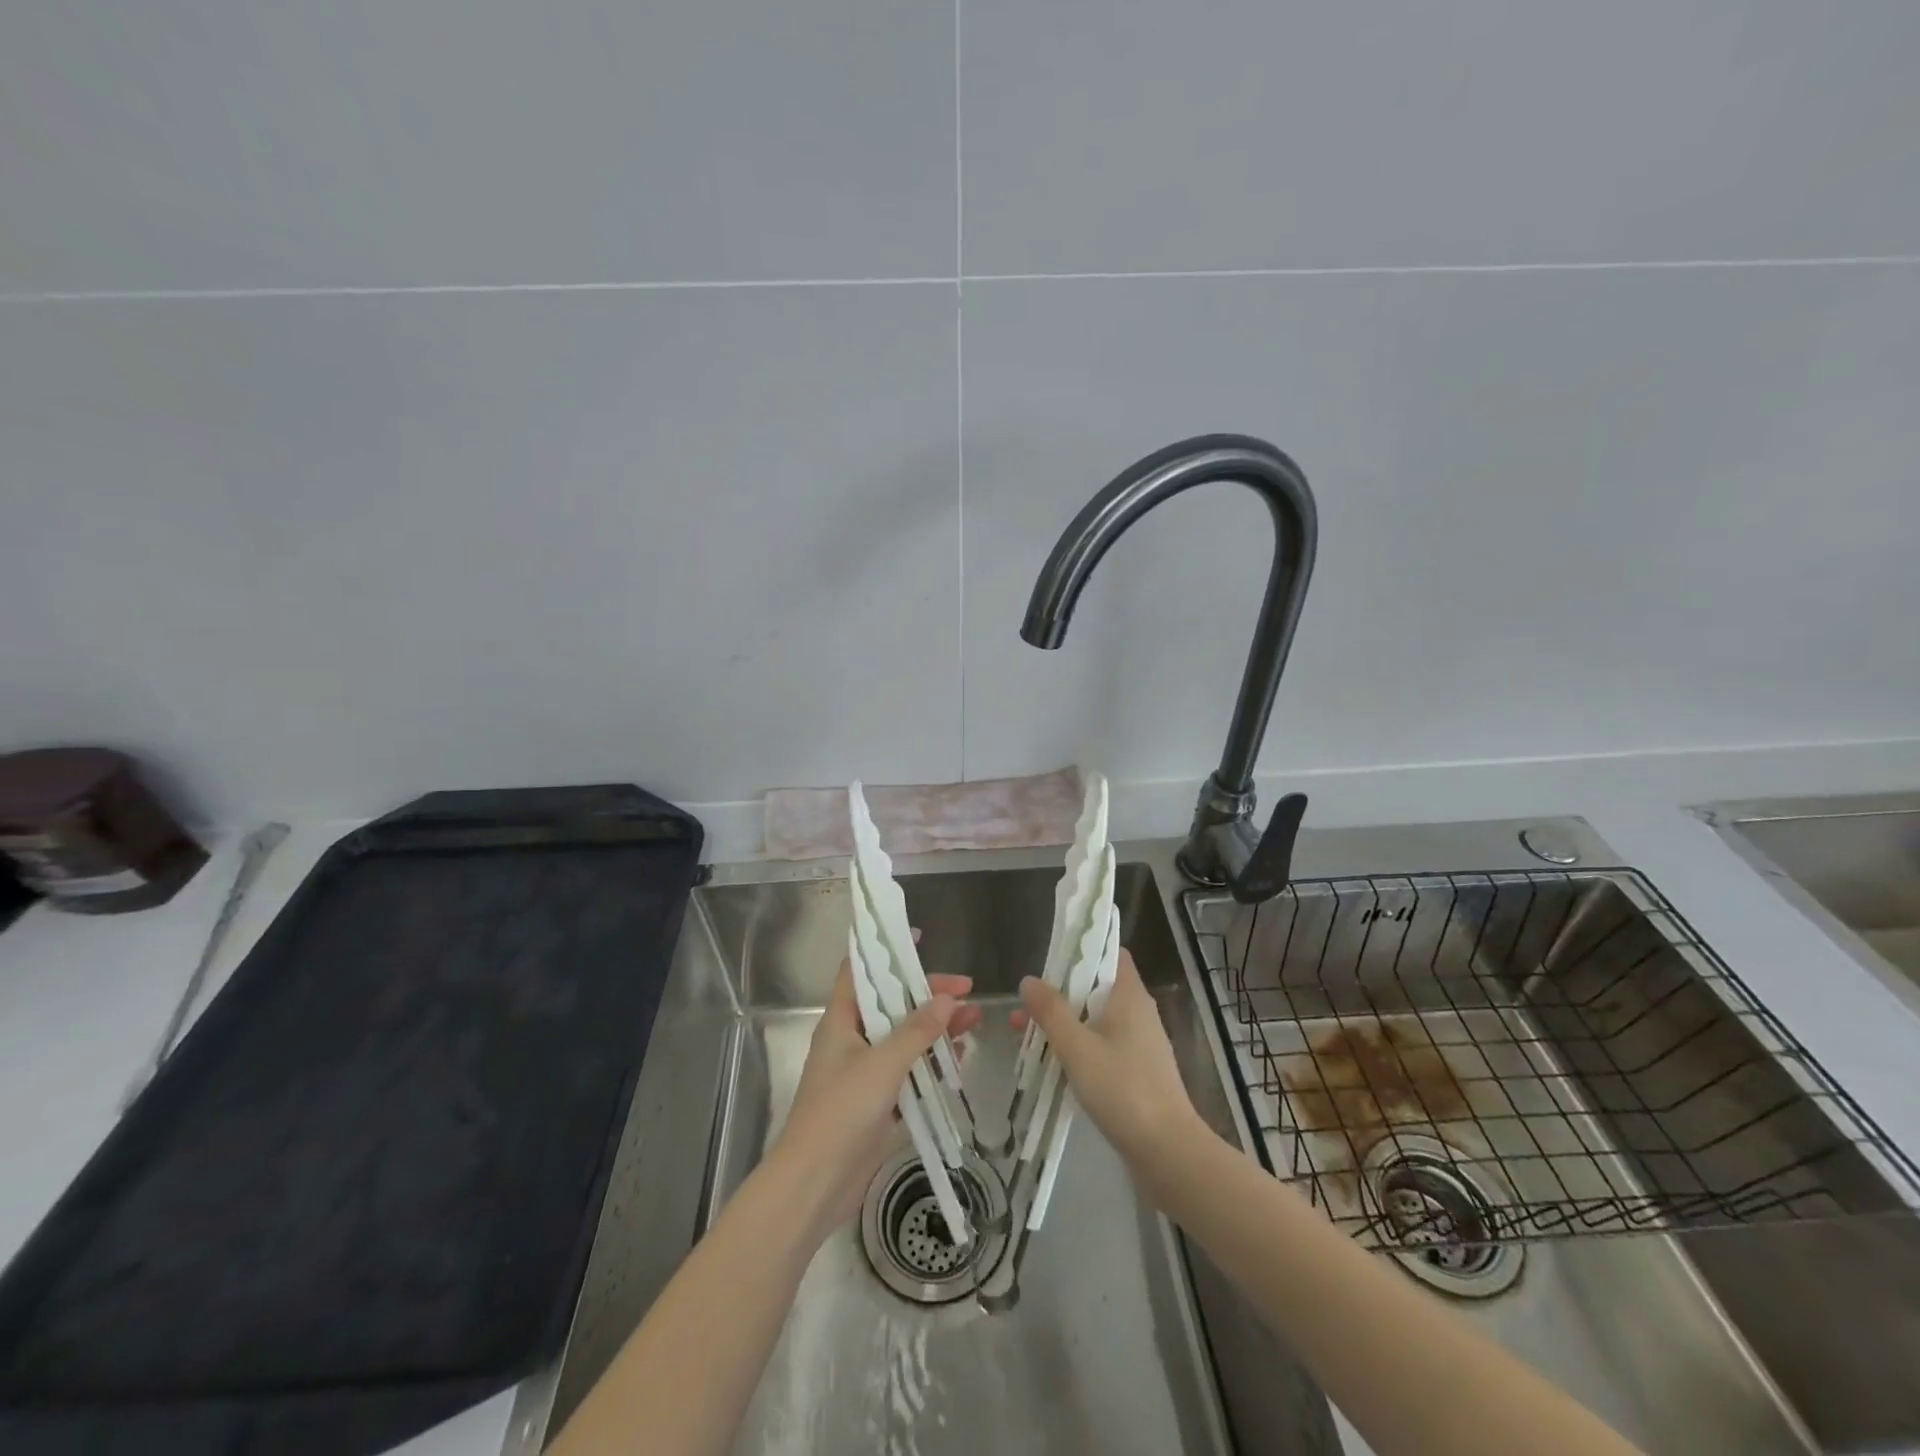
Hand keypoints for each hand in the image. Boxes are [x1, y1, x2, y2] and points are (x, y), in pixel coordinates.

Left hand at [768, 960, 980, 1243]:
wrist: (814, 1184)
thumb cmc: (841, 1112)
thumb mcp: (882, 1064)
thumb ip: (916, 1031)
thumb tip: (947, 998)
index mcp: (841, 1020)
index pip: (859, 971)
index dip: (885, 951)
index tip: (917, 939)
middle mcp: (852, 1040)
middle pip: (893, 1005)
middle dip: (928, 996)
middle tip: (967, 991)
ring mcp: (864, 1072)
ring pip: (905, 1039)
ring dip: (936, 1030)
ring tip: (974, 1022)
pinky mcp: (877, 1103)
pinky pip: (909, 1073)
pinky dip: (932, 1064)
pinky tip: (960, 1061)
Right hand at [1015, 948, 1205, 1172]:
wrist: (1168, 1152)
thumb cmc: (1123, 1089)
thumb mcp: (1078, 1047)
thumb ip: (1051, 1012)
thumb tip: (1028, 980)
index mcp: (1130, 996)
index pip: (1111, 953)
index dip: (1083, 949)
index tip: (1051, 958)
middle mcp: (1138, 1013)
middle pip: (1096, 988)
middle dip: (1060, 994)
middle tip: (1025, 1006)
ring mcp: (1140, 1044)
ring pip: (1096, 1020)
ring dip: (1065, 1024)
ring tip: (1026, 1037)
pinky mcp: (1138, 1072)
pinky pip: (1103, 1046)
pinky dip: (1079, 1047)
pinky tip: (1053, 1065)